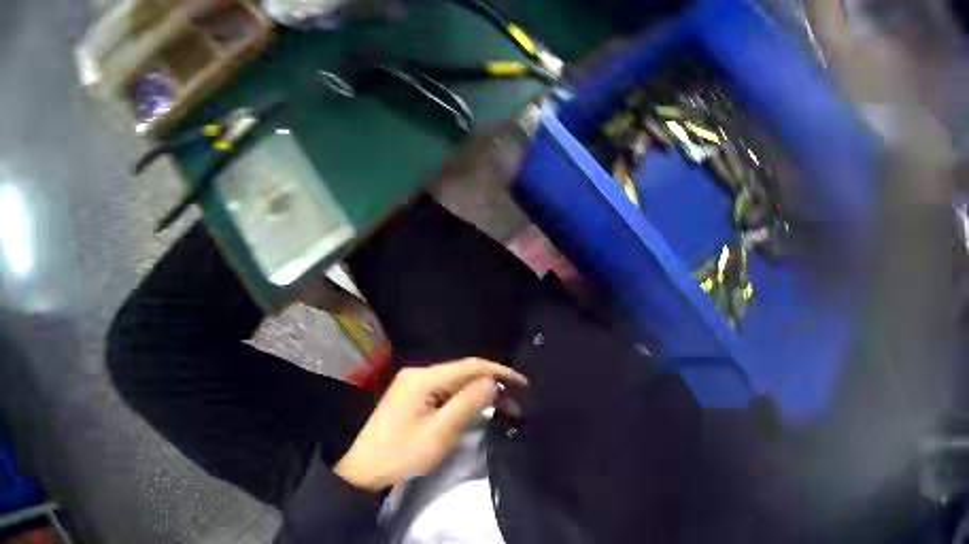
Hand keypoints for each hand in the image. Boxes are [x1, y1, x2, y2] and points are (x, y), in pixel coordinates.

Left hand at [333, 358, 527, 491]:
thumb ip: (468, 403)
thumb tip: (493, 382)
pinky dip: (462, 401)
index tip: (525, 385)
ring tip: (502, 408)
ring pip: (453, 384)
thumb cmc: (403, 453)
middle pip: (462, 373)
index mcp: (423, 378)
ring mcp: (411, 387)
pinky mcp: (409, 400)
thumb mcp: (441, 431)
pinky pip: (443, 393)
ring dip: (478, 394)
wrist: (365, 469)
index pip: (470, 366)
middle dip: (491, 384)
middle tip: (516, 404)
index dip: (500, 372)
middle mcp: (417, 375)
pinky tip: (474, 410)